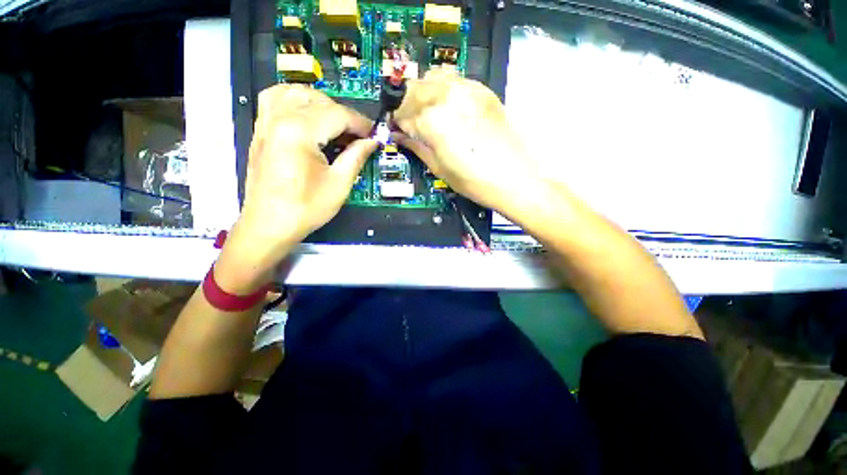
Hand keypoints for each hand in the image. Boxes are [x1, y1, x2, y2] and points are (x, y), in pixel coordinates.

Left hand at [217, 85, 376, 292]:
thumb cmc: (306, 208)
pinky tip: (306, 115)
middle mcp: (279, 119)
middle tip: (358, 136)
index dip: (361, 124)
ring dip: (319, 102)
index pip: (337, 115)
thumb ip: (356, 156)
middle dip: (344, 114)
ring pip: (294, 92)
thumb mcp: (339, 184)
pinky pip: (274, 100)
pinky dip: (294, 100)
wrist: (269, 225)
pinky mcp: (260, 131)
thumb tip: (372, 141)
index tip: (374, 135)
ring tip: (334, 122)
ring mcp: (265, 123)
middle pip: (318, 100)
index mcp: (299, 132)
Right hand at [392, 68, 541, 216]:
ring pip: (433, 78)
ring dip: (423, 93)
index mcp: (433, 121)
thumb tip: (399, 136)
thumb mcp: (439, 168)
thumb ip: (416, 147)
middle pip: (414, 90)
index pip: (403, 114)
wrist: (514, 179)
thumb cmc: (474, 181)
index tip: (396, 129)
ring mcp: (468, 90)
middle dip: (406, 106)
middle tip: (409, 123)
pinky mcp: (483, 91)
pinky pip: (455, 79)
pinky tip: (446, 105)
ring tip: (426, 112)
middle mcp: (448, 96)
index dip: (396, 123)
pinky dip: (443, 88)